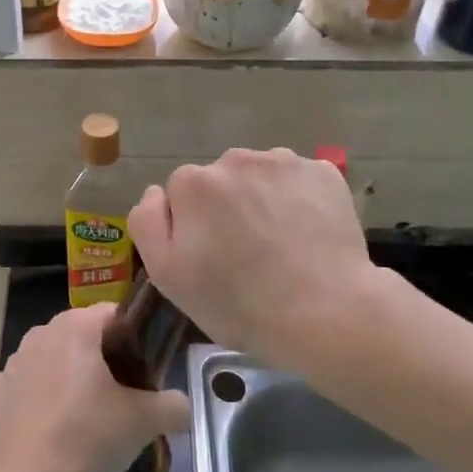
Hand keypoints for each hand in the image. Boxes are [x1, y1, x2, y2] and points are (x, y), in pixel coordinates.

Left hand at [0, 303, 190, 471]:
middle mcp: (42, 331)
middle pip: (82, 333)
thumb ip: (173, 405)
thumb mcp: (143, 421)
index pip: (113, 313)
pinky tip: (45, 414)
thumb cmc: (88, 437)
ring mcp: (14, 360)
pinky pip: (23, 380)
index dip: (133, 337)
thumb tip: (184, 404)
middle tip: (121, 393)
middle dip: (101, 355)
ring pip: (52, 355)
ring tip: (84, 410)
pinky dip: (35, 391)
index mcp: (76, 326)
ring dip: (67, 372)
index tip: (144, 368)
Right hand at [129, 147, 387, 372]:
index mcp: (193, 182)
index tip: (210, 257)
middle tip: (246, 254)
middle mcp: (235, 158)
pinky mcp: (323, 171)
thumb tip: (156, 192)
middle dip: (227, 207)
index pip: (181, 193)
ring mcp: (283, 161)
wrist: (326, 313)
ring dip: (263, 199)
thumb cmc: (238, 302)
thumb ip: (146, 223)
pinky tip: (308, 234)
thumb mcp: (167, 275)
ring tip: (281, 245)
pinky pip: (299, 180)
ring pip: (261, 177)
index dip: (192, 225)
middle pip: (221, 180)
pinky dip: (300, 199)